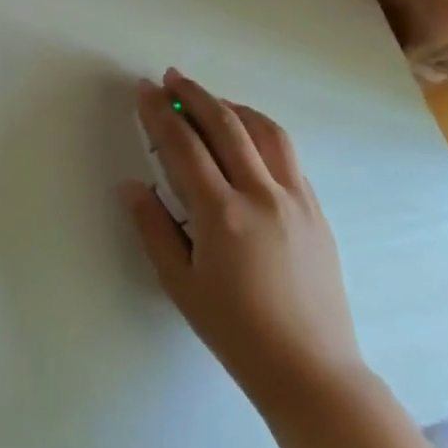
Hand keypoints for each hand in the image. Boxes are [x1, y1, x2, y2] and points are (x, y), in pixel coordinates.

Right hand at [122, 70, 365, 419]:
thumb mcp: (179, 284)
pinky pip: (287, 155)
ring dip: (232, 106)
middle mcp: (261, 195)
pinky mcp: (316, 210)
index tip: (143, 90)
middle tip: (170, 78)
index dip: (159, 113)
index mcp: (221, 214)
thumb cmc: (235, 331)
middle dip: (194, 95)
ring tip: (209, 100)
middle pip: (225, 124)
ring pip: (264, 131)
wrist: (311, 369)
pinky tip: (246, 137)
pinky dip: (261, 131)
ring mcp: (295, 199)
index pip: (183, 145)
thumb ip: (152, 228)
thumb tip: (131, 185)